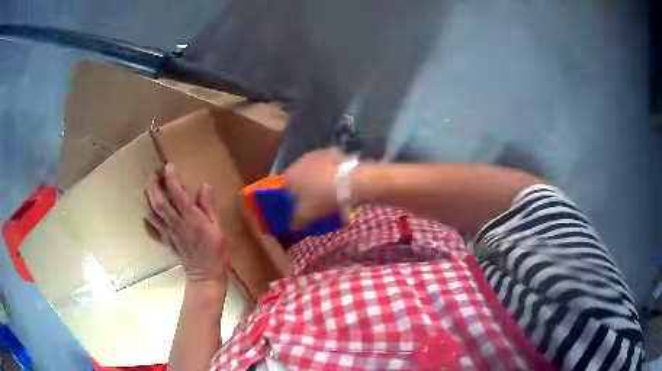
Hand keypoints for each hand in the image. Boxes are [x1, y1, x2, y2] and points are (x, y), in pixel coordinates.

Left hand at [145, 163, 228, 285]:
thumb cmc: (216, 251)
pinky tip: (146, 210)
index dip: (171, 177)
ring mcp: (167, 233)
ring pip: (151, 212)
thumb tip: (203, 186)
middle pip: (158, 201)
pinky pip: (151, 227)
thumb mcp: (218, 227)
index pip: (177, 193)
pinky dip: (146, 217)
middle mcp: (175, 223)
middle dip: (153, 184)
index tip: (168, 166)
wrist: (205, 275)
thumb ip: (209, 206)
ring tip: (147, 187)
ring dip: (146, 197)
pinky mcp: (164, 241)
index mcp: (190, 218)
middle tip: (153, 174)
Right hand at [285, 148, 340, 229]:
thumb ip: (296, 221)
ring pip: (313, 168)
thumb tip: (293, 226)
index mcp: (290, 175)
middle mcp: (299, 161)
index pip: (284, 186)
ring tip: (328, 189)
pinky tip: (338, 180)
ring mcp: (316, 154)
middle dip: (305, 186)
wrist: (349, 181)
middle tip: (314, 199)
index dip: (290, 197)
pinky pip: (328, 163)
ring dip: (317, 176)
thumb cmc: (321, 198)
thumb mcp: (306, 215)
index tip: (298, 205)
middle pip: (299, 176)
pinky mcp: (332, 151)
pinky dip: (331, 170)